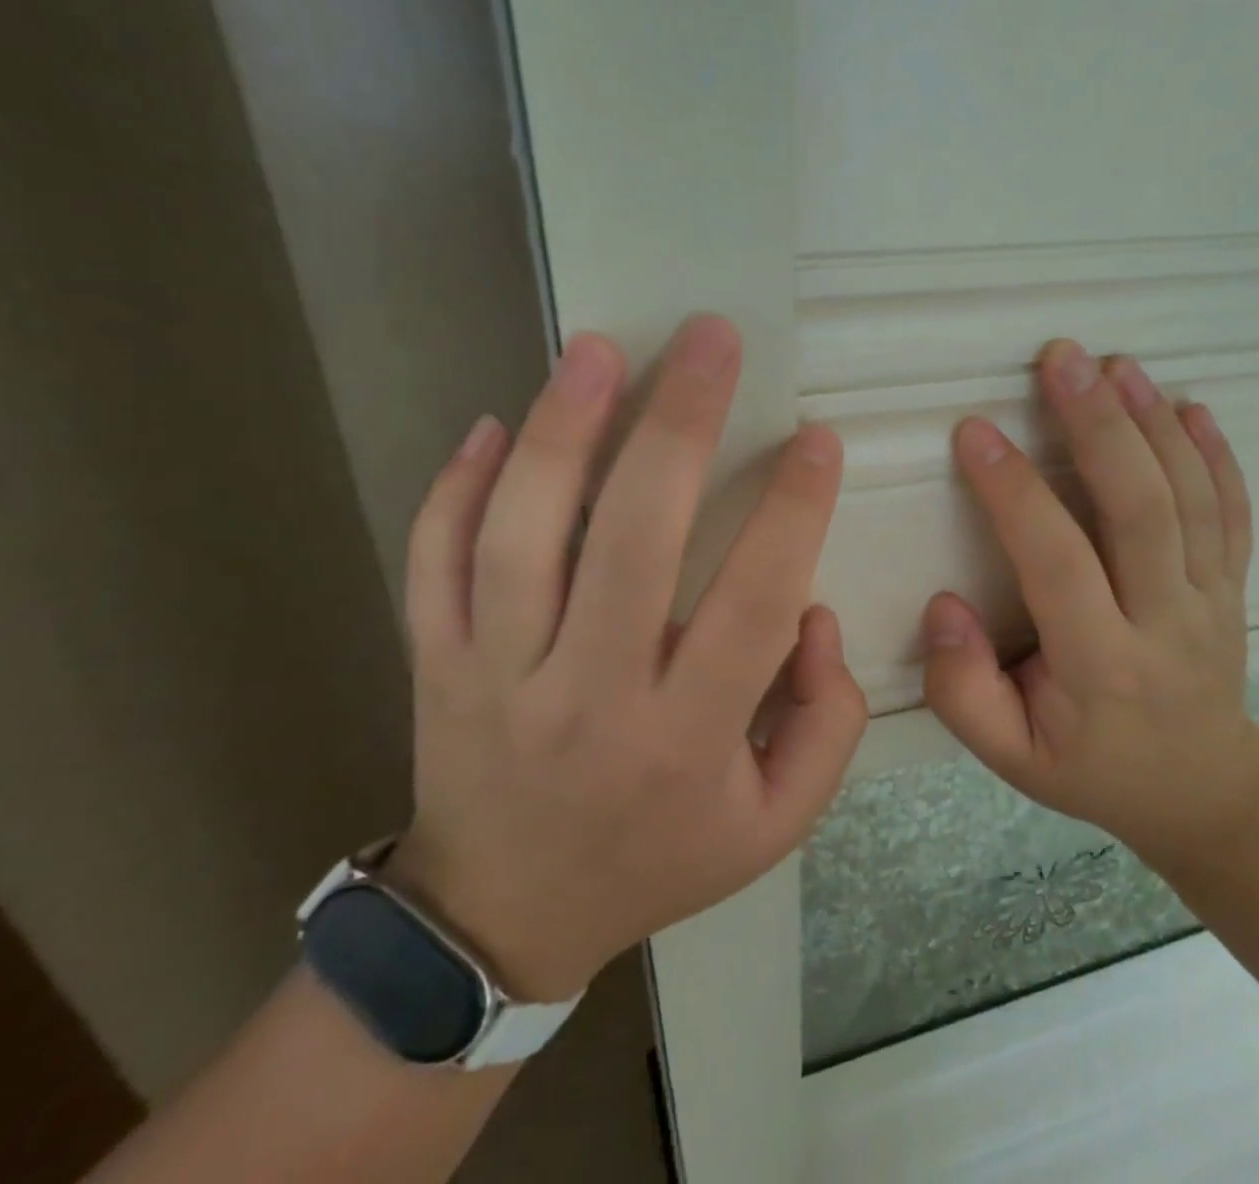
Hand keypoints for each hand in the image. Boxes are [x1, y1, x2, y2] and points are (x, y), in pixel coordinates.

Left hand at [385, 315, 867, 1001]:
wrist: (502, 918)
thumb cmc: (656, 859)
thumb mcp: (775, 822)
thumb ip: (826, 722)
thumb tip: (812, 613)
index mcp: (686, 740)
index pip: (753, 604)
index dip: (792, 512)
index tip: (817, 438)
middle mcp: (588, 697)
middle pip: (633, 541)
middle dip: (680, 425)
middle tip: (711, 339)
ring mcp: (494, 677)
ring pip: (521, 536)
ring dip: (562, 430)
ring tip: (597, 349)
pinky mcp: (432, 665)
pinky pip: (433, 563)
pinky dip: (454, 489)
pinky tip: (493, 424)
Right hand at [923, 339, 1258, 864]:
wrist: (1203, 791)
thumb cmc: (1091, 768)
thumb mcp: (1010, 759)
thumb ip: (962, 690)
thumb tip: (944, 605)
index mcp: (1100, 667)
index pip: (1056, 562)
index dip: (1014, 492)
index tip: (974, 431)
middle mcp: (1166, 623)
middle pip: (1141, 509)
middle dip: (1098, 425)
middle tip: (1061, 359)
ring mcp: (1212, 600)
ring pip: (1191, 498)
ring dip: (1152, 422)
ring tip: (1114, 363)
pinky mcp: (1234, 586)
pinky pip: (1233, 512)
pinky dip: (1215, 454)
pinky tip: (1189, 404)